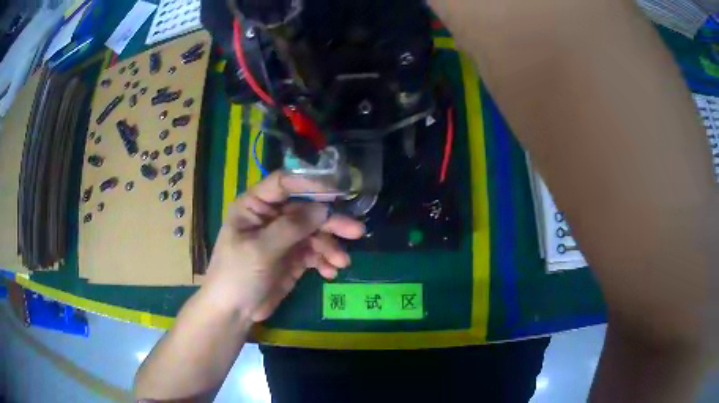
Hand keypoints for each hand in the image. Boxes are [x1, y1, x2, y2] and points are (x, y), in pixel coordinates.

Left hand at [202, 172, 364, 321]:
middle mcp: (271, 218)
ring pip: (314, 233)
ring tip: (342, 262)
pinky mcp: (293, 258)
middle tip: (356, 231)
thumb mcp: (261, 249)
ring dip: (330, 246)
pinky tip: (330, 273)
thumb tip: (323, 208)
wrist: (234, 312)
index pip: (283, 184)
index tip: (338, 190)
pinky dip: (325, 261)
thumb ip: (291, 227)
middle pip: (306, 210)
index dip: (309, 183)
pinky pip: (315, 253)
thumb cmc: (237, 275)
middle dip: (330, 221)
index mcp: (255, 206)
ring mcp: (284, 238)